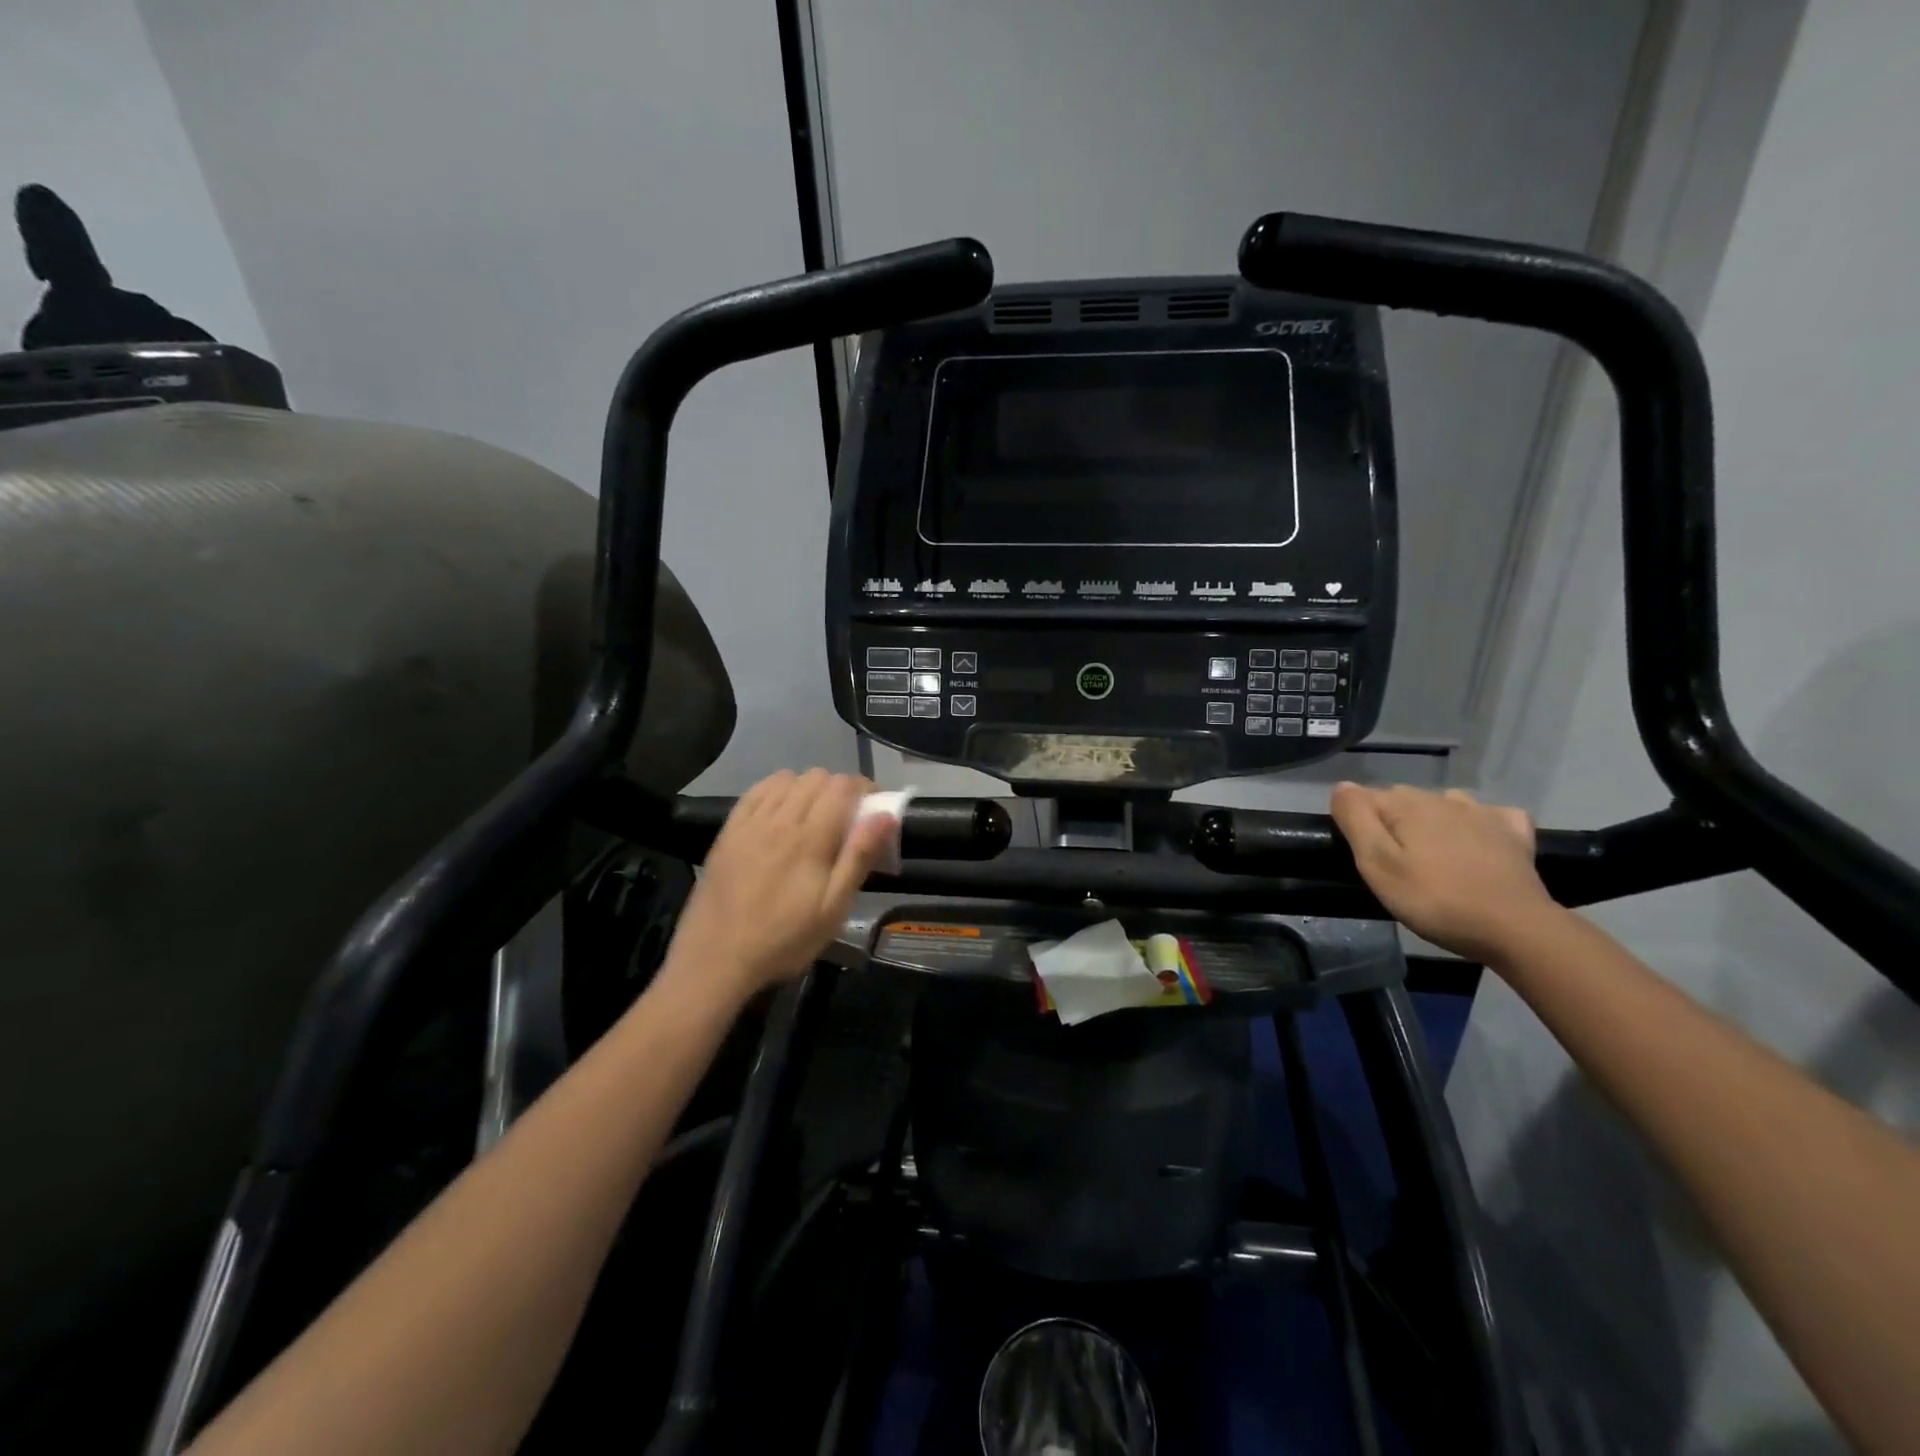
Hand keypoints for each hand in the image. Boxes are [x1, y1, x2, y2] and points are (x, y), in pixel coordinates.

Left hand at [664, 769, 896, 1001]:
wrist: (716, 960)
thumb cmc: (784, 940)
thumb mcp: (833, 909)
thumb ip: (859, 857)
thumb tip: (886, 815)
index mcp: (810, 838)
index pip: (843, 786)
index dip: (865, 789)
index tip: (874, 809)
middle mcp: (780, 819)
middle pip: (817, 776)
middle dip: (839, 789)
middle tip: (847, 818)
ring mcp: (750, 822)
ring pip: (787, 778)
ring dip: (808, 788)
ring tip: (815, 816)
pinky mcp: (728, 830)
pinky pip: (756, 790)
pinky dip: (776, 790)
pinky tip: (781, 811)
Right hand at [1329, 783, 1560, 962]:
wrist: (1516, 928)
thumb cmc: (1435, 899)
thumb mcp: (1377, 864)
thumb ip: (1355, 819)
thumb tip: (1342, 786)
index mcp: (1406, 804)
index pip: (1364, 798)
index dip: (1358, 824)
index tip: (1364, 857)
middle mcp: (1443, 798)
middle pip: (1402, 801)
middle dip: (1392, 823)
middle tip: (1394, 865)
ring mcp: (1483, 813)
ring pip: (1442, 805)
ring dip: (1431, 823)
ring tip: (1432, 857)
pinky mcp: (1514, 832)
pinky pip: (1488, 817)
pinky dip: (1477, 826)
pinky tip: (1478, 845)